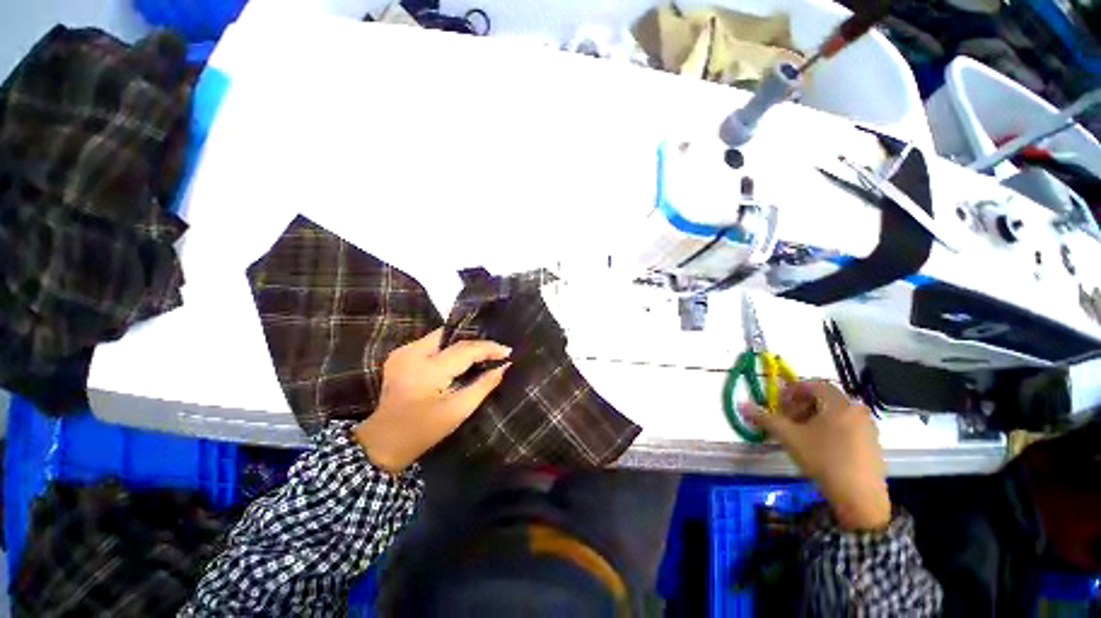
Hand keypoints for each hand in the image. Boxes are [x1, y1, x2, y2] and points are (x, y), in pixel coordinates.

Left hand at [353, 329, 510, 473]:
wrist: (383, 441)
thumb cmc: (423, 431)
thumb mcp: (458, 410)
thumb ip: (483, 385)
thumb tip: (504, 366)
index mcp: (427, 371)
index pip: (465, 349)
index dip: (489, 348)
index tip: (508, 351)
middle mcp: (412, 354)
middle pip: (452, 337)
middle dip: (475, 343)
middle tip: (495, 352)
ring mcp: (402, 352)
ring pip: (442, 337)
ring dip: (462, 344)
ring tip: (481, 354)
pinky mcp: (399, 355)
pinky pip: (431, 343)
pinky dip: (448, 347)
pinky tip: (459, 358)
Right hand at [744, 380, 890, 530]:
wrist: (860, 498)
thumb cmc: (823, 459)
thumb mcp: (789, 437)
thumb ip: (765, 418)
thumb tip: (742, 404)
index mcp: (840, 404)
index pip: (815, 384)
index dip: (793, 390)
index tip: (779, 402)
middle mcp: (857, 411)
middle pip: (825, 399)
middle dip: (802, 405)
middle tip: (786, 418)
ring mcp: (868, 429)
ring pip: (836, 414)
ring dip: (815, 417)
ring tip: (800, 433)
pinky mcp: (872, 445)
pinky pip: (847, 427)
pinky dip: (830, 429)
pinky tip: (819, 446)